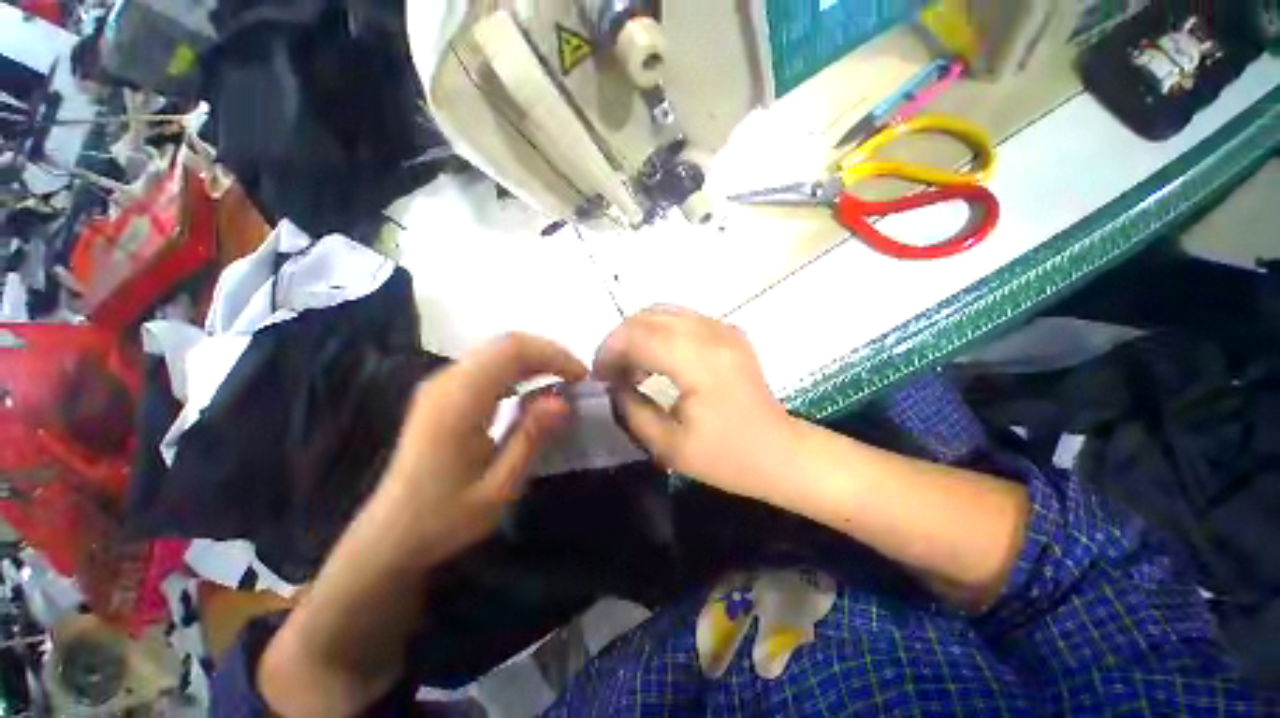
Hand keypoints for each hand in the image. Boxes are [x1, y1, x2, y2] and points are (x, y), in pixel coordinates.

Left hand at [377, 333, 587, 563]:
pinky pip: (488, 364)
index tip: (581, 378)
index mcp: (457, 403)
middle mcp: (446, 382)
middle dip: (549, 354)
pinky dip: (519, 369)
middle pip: (505, 343)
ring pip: (497, 350)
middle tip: (577, 380)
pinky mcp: (443, 391)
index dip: (553, 355)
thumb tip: (564, 401)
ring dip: (535, 359)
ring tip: (563, 382)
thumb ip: (531, 439)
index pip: (511, 351)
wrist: (391, 533)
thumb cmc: (445, 518)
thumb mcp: (498, 489)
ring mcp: (441, 384)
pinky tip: (533, 390)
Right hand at [594, 308, 795, 501]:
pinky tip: (657, 361)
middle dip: (619, 341)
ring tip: (631, 368)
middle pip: (647, 316)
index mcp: (698, 360)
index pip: (638, 335)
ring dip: (638, 335)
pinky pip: (682, 318)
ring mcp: (723, 328)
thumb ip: (632, 411)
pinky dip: (659, 333)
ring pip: (663, 312)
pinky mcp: (729, 332)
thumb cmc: (728, 457)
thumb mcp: (669, 446)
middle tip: (612, 373)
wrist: (781, 453)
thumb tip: (614, 386)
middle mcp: (711, 333)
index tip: (599, 378)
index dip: (609, 352)